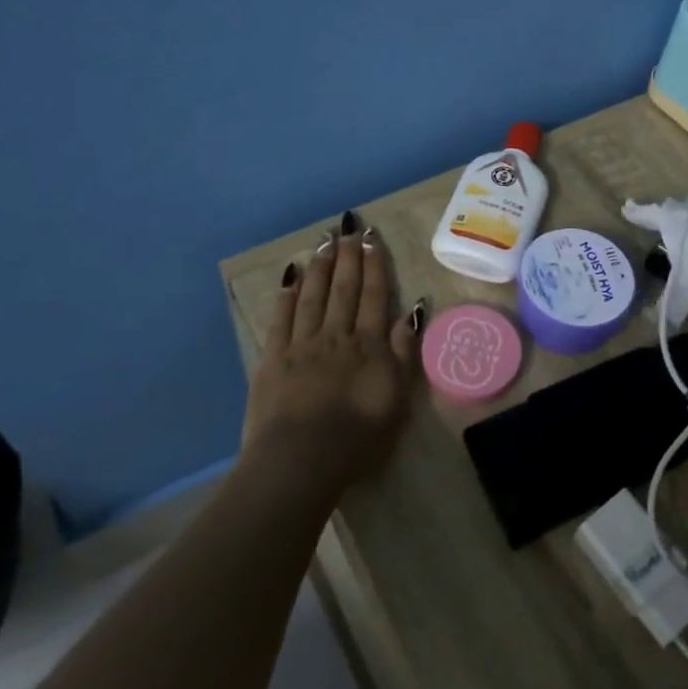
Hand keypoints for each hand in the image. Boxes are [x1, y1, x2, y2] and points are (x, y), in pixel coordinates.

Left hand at [244, 214, 421, 493]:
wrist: (301, 460)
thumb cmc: (357, 437)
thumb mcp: (397, 399)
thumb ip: (404, 353)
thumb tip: (414, 311)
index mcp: (368, 346)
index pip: (374, 296)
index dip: (374, 266)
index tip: (372, 239)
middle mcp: (336, 336)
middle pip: (343, 289)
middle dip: (347, 257)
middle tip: (348, 228)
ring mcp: (302, 345)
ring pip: (313, 297)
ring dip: (320, 267)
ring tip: (324, 242)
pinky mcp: (273, 360)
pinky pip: (281, 320)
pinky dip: (286, 296)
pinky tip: (290, 277)